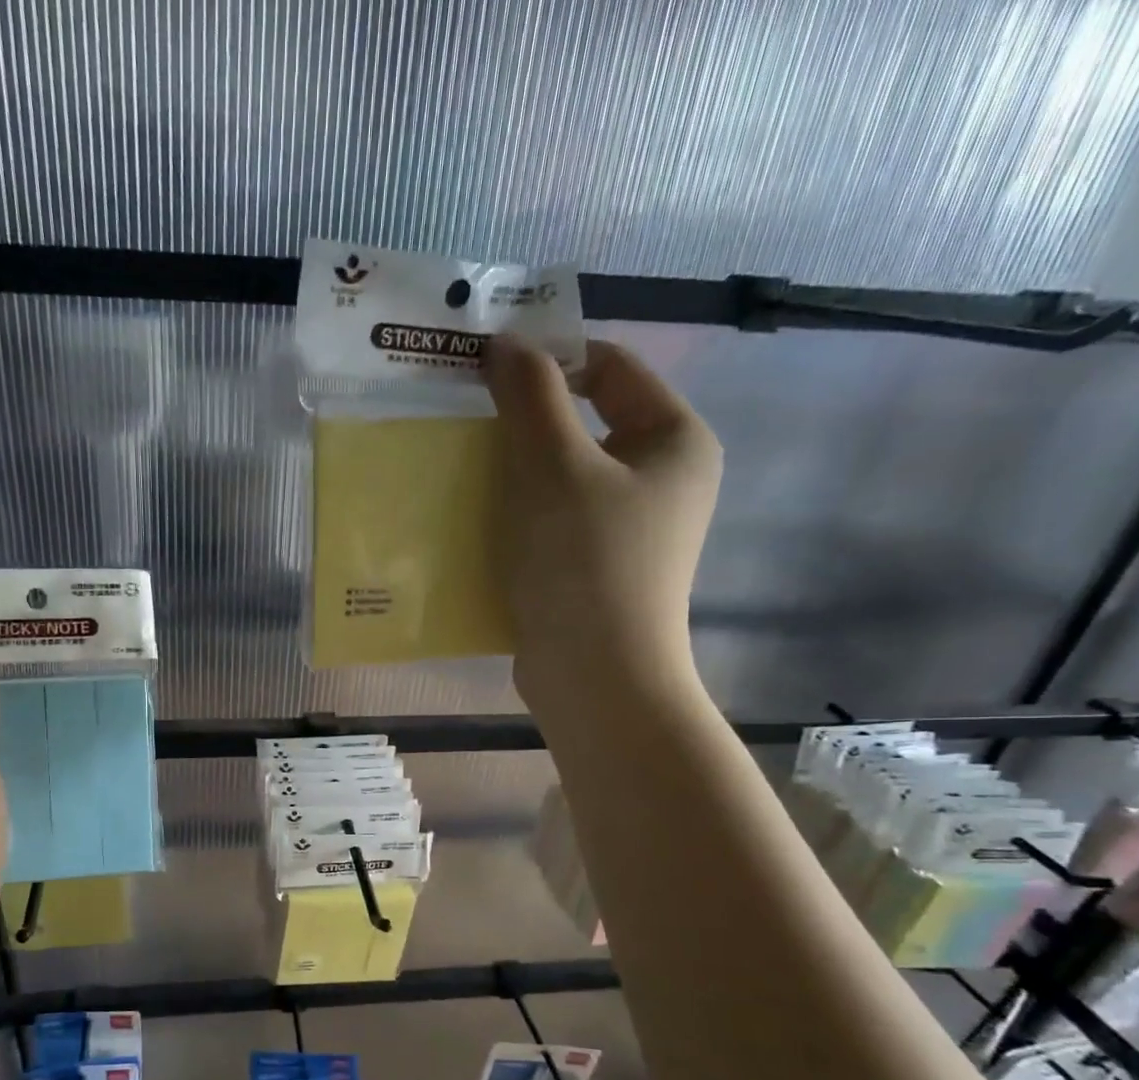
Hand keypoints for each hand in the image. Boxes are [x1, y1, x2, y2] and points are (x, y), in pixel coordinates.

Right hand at [483, 334, 721, 709]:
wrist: (595, 677)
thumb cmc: (584, 563)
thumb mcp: (553, 467)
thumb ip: (530, 396)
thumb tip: (506, 343)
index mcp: (674, 440)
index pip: (611, 367)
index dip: (550, 357)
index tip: (486, 369)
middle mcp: (663, 479)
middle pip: (586, 423)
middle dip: (525, 421)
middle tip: (467, 424)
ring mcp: (632, 530)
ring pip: (564, 477)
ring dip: (515, 472)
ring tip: (464, 474)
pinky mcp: (598, 570)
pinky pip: (554, 522)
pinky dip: (519, 516)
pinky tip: (479, 523)